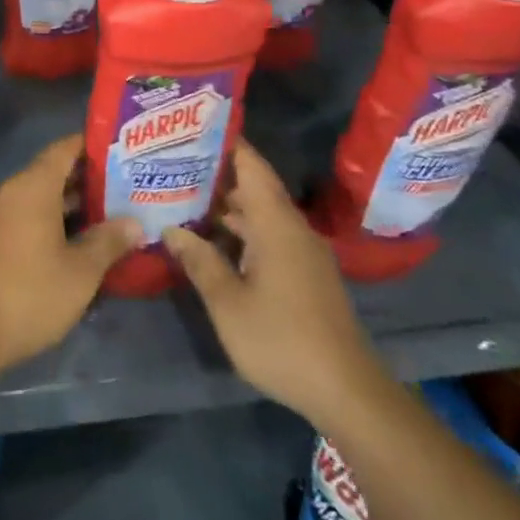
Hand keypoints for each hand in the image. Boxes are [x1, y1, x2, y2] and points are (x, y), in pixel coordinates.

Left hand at [0, 135, 141, 381]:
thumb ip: (109, 241)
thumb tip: (134, 223)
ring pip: (39, 198)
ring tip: (110, 216)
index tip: (123, 150)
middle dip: (88, 180)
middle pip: (52, 173)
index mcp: (32, 186)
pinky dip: (51, 222)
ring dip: (71, 206)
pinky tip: (76, 244)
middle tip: (127, 188)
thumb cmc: (30, 293)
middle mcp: (10, 192)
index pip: (65, 149)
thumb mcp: (81, 271)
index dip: (93, 146)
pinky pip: (25, 218)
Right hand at [163, 139, 387, 426]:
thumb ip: (199, 260)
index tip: (192, 126)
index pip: (251, 165)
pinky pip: (269, 235)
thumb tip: (171, 228)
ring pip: (260, 213)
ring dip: (227, 205)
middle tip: (174, 162)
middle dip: (216, 173)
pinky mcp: (306, 274)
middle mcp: (292, 228)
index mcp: (276, 223)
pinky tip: (214, 239)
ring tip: (184, 195)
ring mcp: (303, 252)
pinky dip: (241, 228)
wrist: (347, 392)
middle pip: (253, 186)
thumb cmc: (282, 339)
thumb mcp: (228, 302)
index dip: (225, 142)